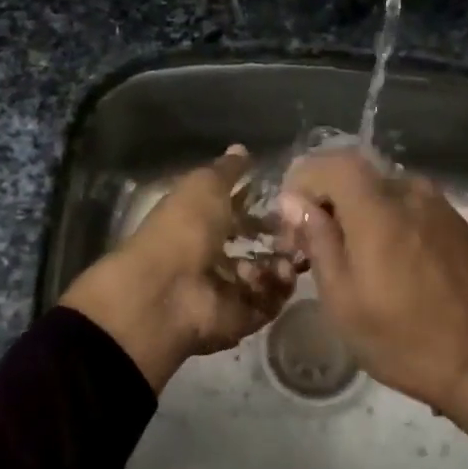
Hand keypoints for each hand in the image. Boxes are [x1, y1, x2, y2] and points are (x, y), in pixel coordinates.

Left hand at [62, 145, 295, 391]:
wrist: (168, 291)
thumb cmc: (184, 229)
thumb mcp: (204, 186)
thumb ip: (227, 171)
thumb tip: (241, 149)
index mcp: (198, 225)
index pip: (236, 215)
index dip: (260, 208)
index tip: (288, 200)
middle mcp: (212, 258)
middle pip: (257, 248)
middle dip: (282, 238)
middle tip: (300, 230)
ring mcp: (226, 291)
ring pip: (268, 276)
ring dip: (282, 263)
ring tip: (288, 255)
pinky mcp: (240, 319)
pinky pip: (269, 303)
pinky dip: (277, 289)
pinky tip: (279, 274)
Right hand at [277, 150, 467, 468]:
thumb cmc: (399, 337)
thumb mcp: (341, 298)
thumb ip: (317, 240)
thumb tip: (295, 202)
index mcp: (378, 209)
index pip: (331, 162)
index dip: (303, 179)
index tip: (291, 217)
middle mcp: (410, 193)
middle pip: (356, 173)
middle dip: (326, 197)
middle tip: (312, 241)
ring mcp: (438, 205)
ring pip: (382, 188)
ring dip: (356, 208)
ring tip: (349, 253)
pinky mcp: (455, 222)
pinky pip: (408, 203)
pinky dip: (385, 217)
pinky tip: (385, 258)